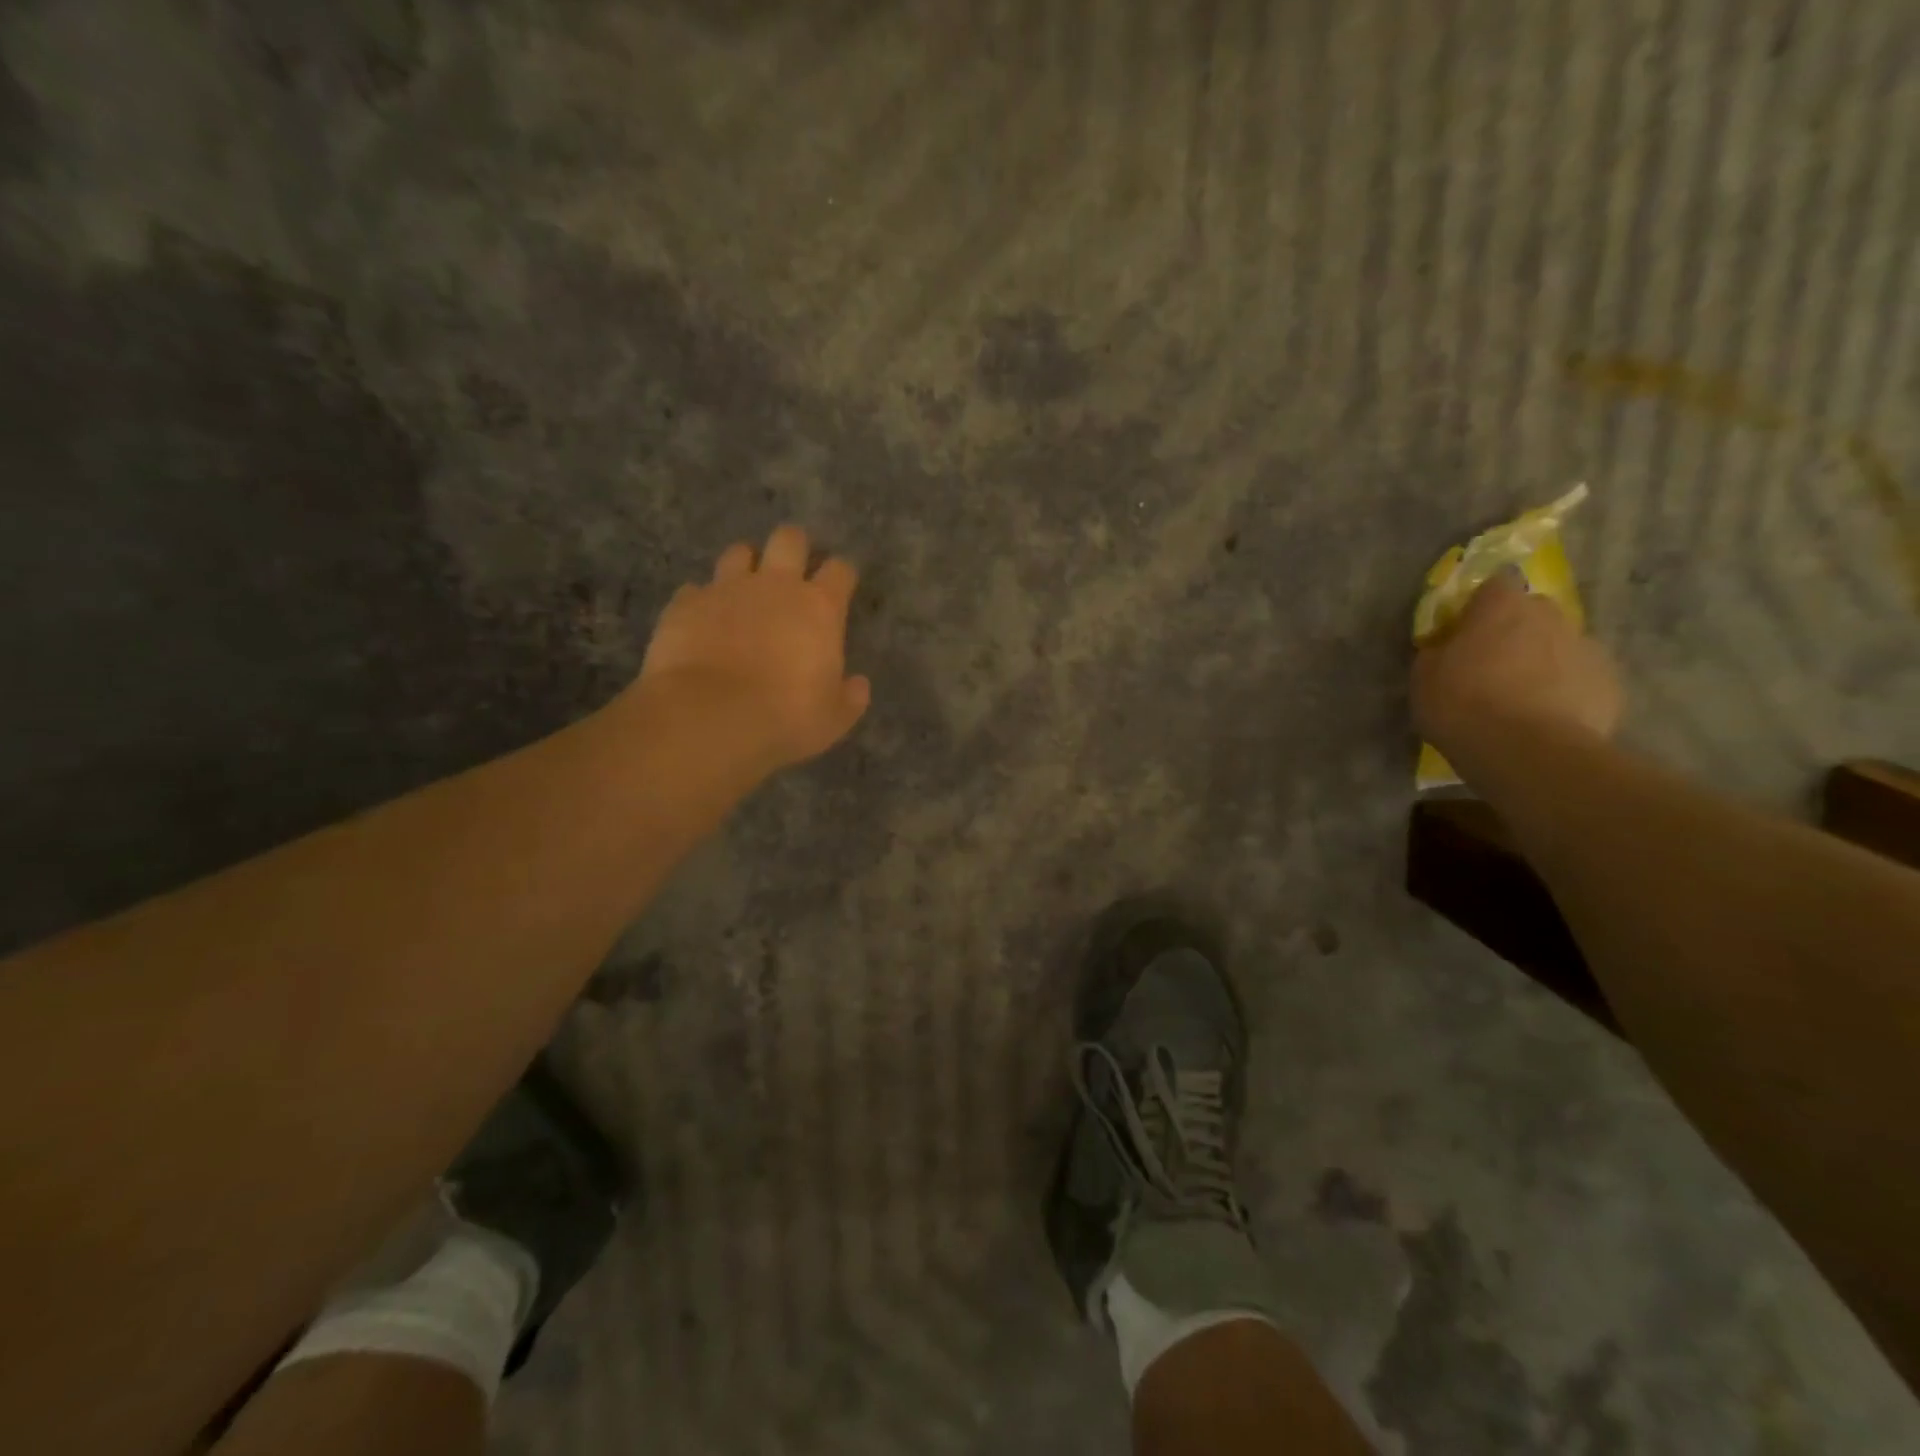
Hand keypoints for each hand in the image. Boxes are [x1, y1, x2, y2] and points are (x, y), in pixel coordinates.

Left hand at [635, 525, 870, 771]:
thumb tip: (858, 684)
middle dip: (794, 547)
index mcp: (819, 607)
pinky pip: (694, 590)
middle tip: (792, 571)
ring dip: (745, 566)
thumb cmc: (785, 717)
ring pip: (738, 553)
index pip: (840, 570)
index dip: (842, 575)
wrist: (709, 716)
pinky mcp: (686, 604)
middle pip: (789, 540)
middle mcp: (775, 585)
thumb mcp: (833, 719)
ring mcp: (726, 589)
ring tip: (744, 590)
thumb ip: (850, 697)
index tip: (841, 587)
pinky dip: (701, 601)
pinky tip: (701, 621)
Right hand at [1413, 574, 1622, 767]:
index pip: (1493, 584)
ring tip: (1520, 700)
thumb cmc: (1463, 705)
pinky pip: (1579, 679)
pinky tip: (1545, 720)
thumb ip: (1438, 651)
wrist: (1528, 752)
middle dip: (1515, 632)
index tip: (1464, 629)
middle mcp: (1550, 616)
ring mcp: (1587, 648)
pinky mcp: (1610, 684)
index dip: (1478, 606)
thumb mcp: (1424, 677)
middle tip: (1491, 666)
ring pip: (1559, 646)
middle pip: (1531, 614)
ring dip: (1541, 662)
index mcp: (1502, 607)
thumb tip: (1446, 647)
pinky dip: (1565, 692)